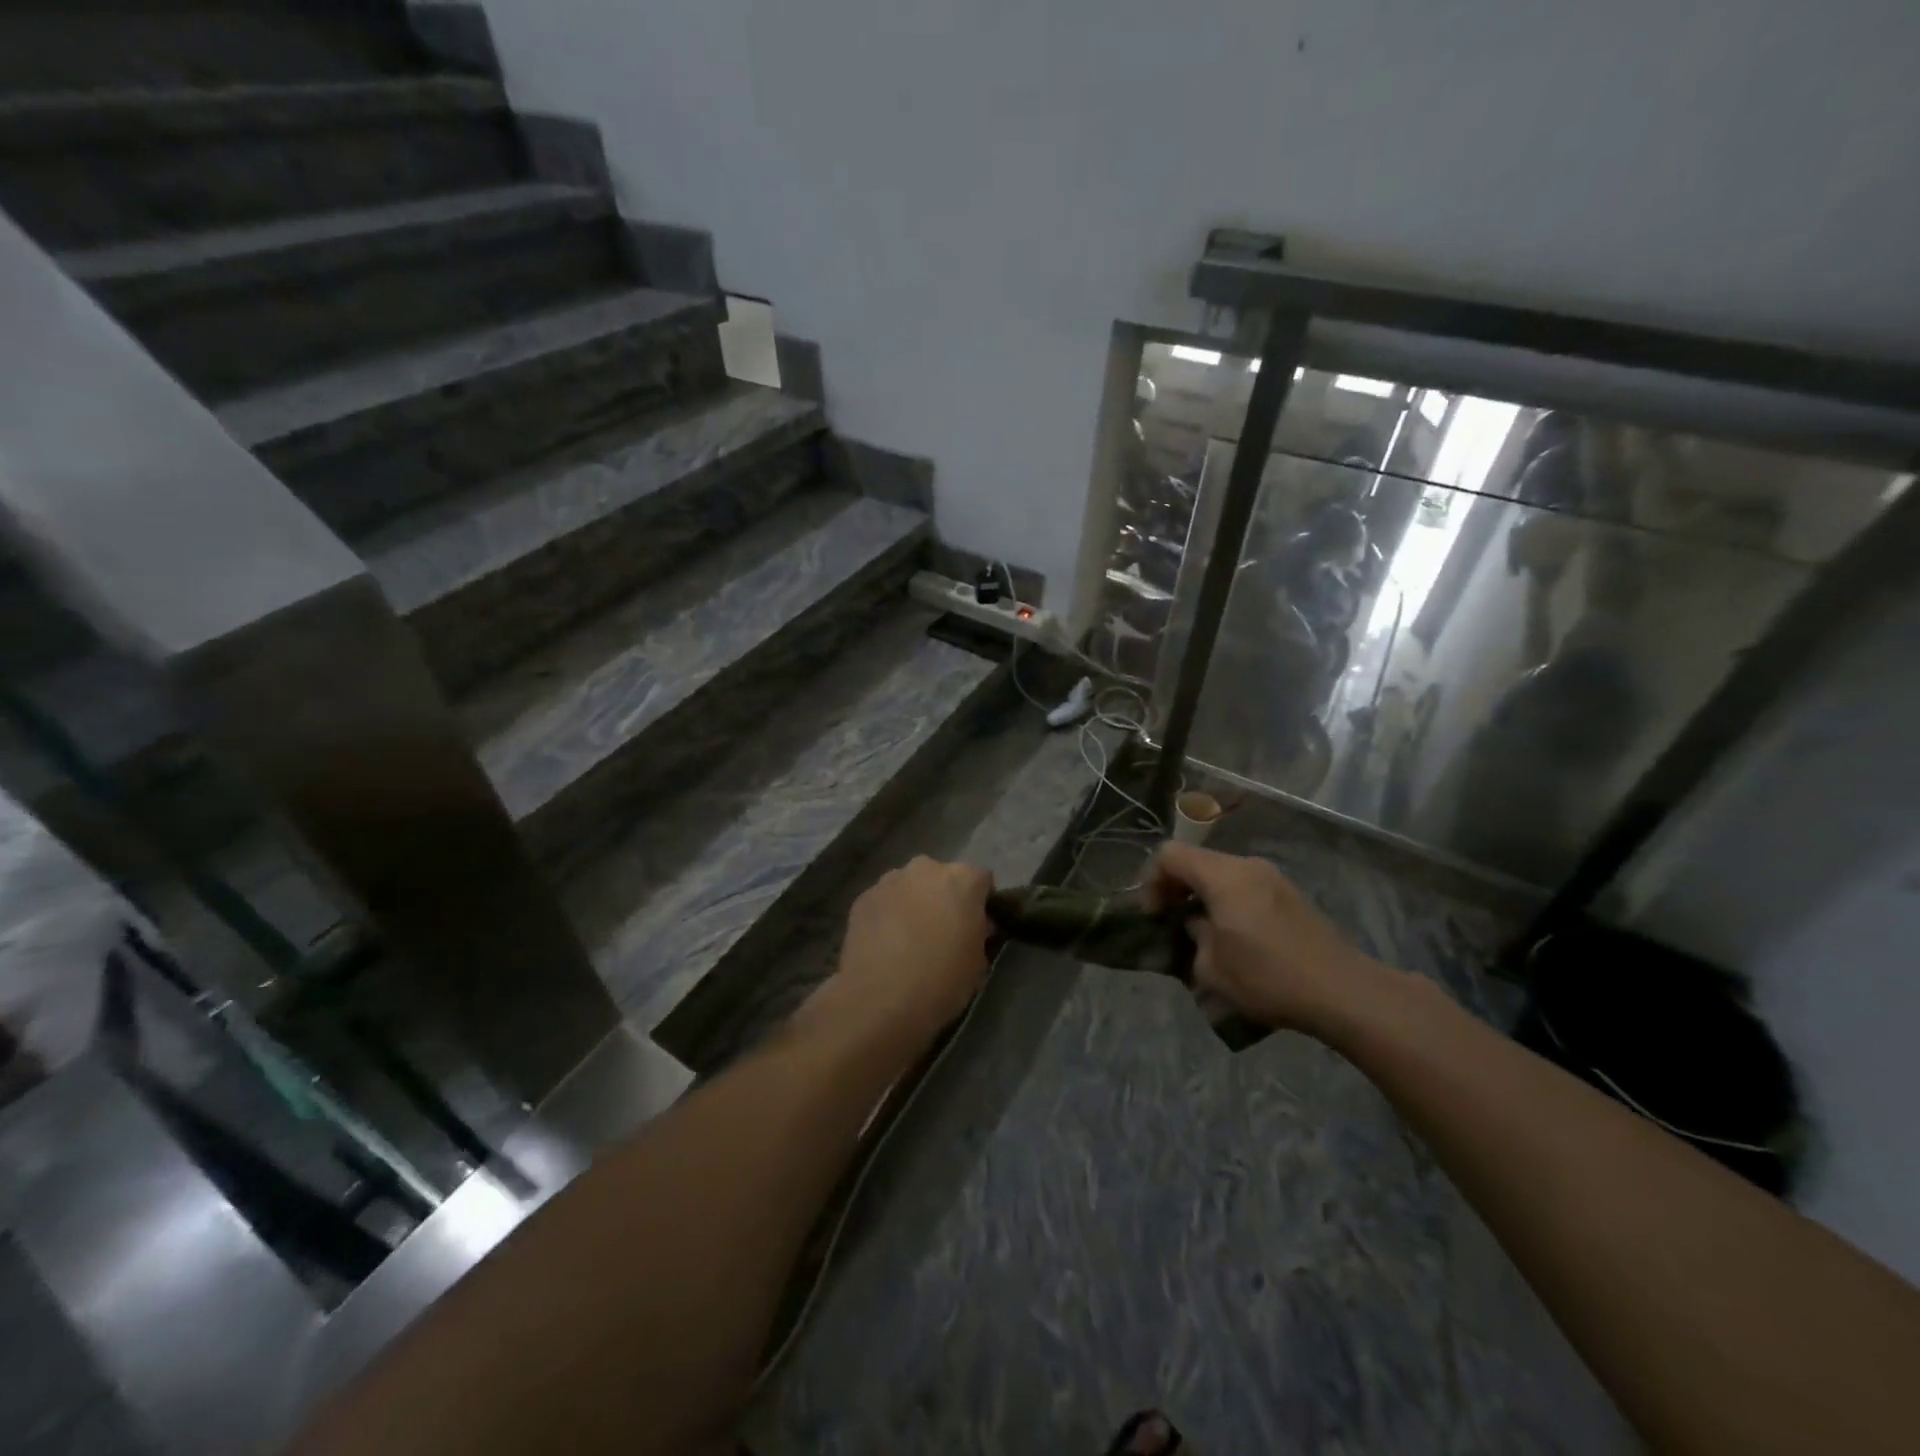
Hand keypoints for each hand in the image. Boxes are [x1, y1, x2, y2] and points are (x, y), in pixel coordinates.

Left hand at [831, 857, 992, 1036]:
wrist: (881, 1000)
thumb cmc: (942, 981)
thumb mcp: (978, 961)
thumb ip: (978, 932)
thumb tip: (971, 924)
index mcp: (962, 880)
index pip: (981, 879)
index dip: (980, 902)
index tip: (975, 924)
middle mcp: (926, 869)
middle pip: (941, 877)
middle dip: (943, 897)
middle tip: (941, 930)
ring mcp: (890, 880)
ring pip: (909, 886)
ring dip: (913, 902)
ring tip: (908, 938)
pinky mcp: (863, 897)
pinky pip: (884, 901)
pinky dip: (887, 915)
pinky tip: (884, 945)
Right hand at [1148, 843, 1394, 1034]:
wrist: (1343, 991)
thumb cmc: (1269, 976)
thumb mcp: (1211, 968)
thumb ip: (1192, 937)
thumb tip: (1197, 925)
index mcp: (1223, 875)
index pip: (1170, 855)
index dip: (1152, 881)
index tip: (1154, 916)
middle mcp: (1247, 866)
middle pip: (1197, 861)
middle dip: (1177, 888)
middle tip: (1171, 924)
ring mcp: (1273, 878)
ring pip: (1222, 874)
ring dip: (1204, 897)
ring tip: (1203, 934)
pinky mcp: (1290, 896)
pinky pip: (1245, 887)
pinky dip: (1228, 903)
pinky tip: (1236, 939)